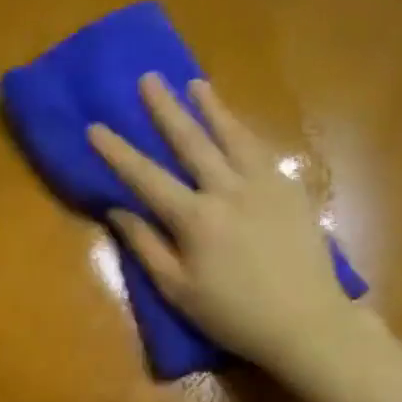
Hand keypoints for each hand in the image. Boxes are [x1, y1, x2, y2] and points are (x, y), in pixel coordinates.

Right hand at [88, 74, 357, 375]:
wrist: (306, 322)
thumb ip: (146, 246)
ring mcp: (264, 185)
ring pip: (233, 136)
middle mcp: (229, 190)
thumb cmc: (234, 314)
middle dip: (166, 109)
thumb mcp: (178, 290)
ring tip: (196, 84)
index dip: (118, 152)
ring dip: (212, 108)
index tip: (96, 126)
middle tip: (148, 78)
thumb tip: (118, 211)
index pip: (146, 177)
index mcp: (196, 219)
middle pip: (191, 141)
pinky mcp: (290, 190)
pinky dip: (244, 132)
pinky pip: (262, 150)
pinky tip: (237, 125)